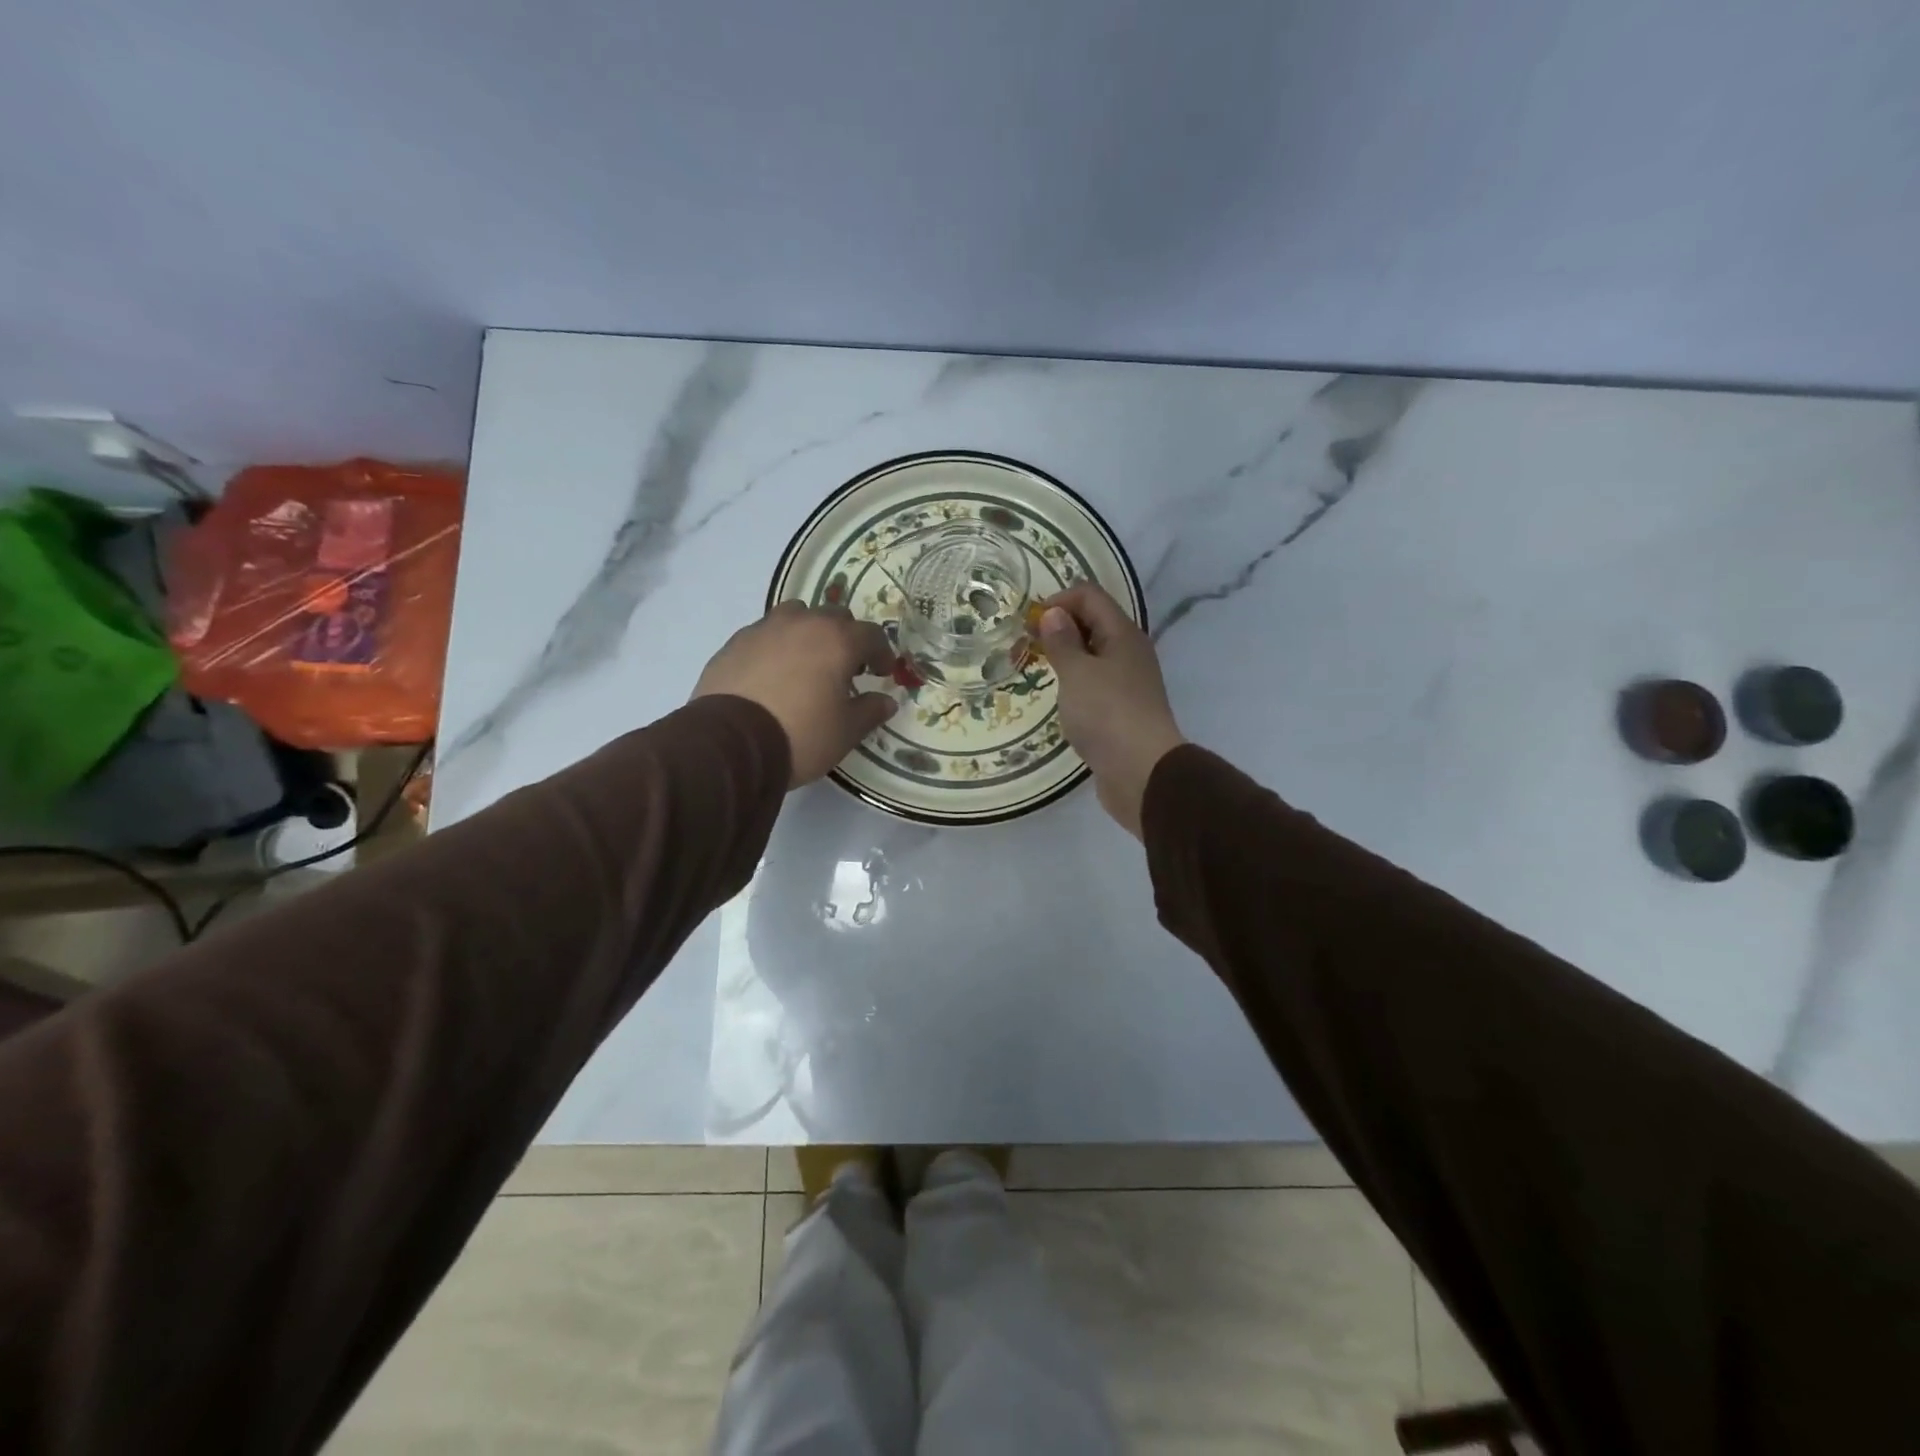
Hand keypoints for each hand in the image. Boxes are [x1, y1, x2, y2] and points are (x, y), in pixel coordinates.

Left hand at [694, 602, 898, 786]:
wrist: (731, 744)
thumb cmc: (801, 735)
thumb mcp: (846, 731)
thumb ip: (870, 711)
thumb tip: (886, 701)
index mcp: (837, 640)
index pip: (872, 635)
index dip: (882, 653)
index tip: (882, 673)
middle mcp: (802, 624)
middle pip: (834, 617)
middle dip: (846, 638)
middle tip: (846, 667)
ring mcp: (764, 629)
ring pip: (796, 616)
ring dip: (808, 633)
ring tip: (806, 663)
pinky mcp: (735, 643)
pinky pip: (765, 634)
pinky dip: (777, 646)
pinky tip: (773, 674)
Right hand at [1036, 582, 1185, 837]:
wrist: (1142, 772)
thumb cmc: (1106, 714)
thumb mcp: (1077, 673)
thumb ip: (1062, 641)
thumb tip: (1053, 613)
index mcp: (1122, 634)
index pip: (1090, 595)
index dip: (1058, 600)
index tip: (1029, 625)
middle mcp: (1129, 652)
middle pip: (1092, 622)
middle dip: (1058, 627)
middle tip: (1025, 647)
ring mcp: (1128, 682)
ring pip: (1093, 655)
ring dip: (1065, 657)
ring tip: (1038, 671)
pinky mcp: (1122, 710)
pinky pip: (1095, 683)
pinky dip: (1075, 682)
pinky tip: (1059, 699)